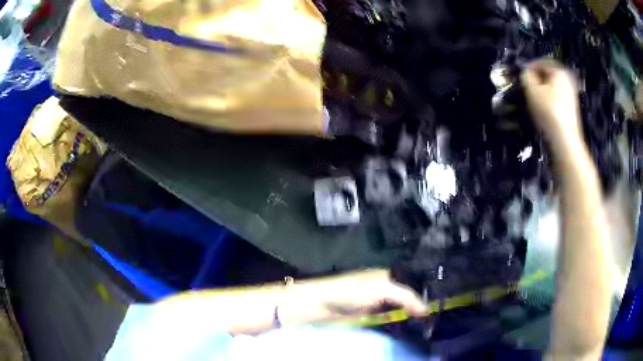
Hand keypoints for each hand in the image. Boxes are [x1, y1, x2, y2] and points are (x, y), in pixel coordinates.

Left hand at [280, 269, 428, 324]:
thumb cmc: (351, 292)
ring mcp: (378, 304)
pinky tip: (411, 329)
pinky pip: (390, 320)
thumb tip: (427, 310)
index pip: (414, 282)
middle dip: (422, 306)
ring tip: (430, 325)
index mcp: (389, 276)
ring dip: (412, 317)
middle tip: (439, 317)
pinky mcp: (371, 317)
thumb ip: (405, 297)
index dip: (427, 291)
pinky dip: (400, 324)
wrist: (321, 305)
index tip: (442, 304)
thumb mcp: (382, 289)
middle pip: (408, 297)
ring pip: (401, 310)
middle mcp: (385, 288)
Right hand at [521, 59, 581, 143]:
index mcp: (559, 70)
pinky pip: (557, 99)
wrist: (565, 140)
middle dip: (537, 81)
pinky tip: (544, 111)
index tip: (521, 77)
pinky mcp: (571, 109)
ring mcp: (571, 95)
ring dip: (542, 92)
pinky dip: (549, 101)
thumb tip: (526, 73)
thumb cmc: (548, 111)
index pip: (540, 62)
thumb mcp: (532, 90)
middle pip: (548, 75)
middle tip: (527, 89)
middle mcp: (568, 79)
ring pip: (552, 88)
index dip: (529, 68)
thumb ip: (526, 76)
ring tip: (534, 101)